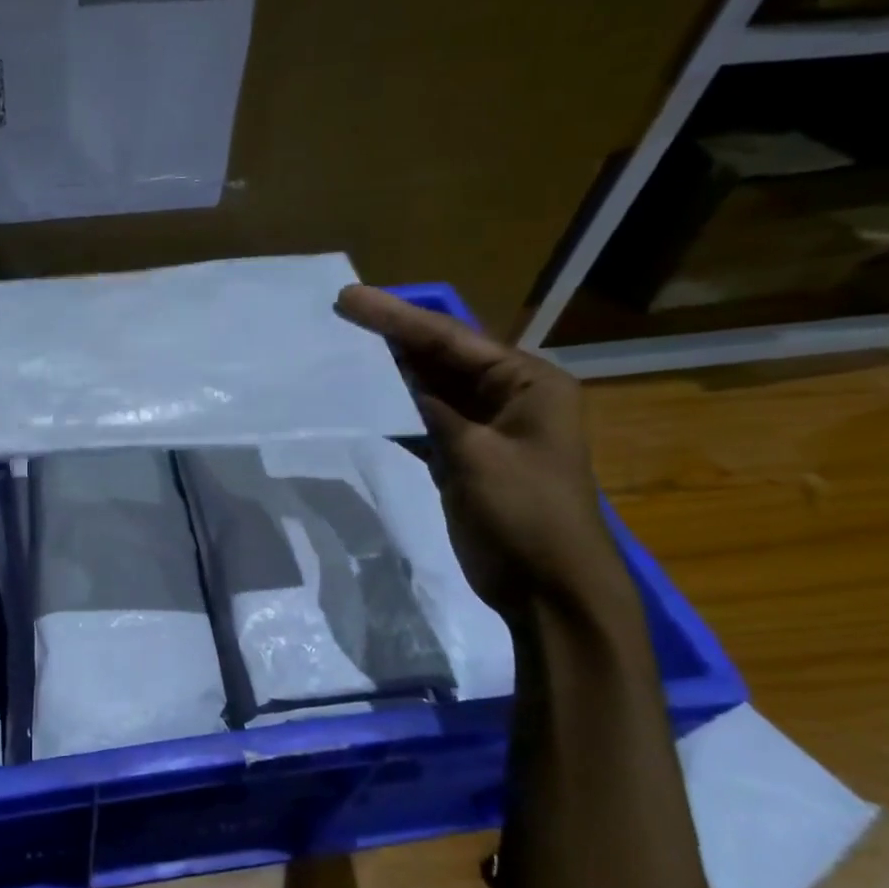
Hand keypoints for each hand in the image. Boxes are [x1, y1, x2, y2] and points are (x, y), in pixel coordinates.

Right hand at [336, 285, 620, 611]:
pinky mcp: (463, 457)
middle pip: (441, 357)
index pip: (452, 340)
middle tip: (341, 314)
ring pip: (429, 387)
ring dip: (389, 372)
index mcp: (528, 383)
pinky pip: (423, 421)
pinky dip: (394, 410)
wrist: (547, 587)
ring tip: (342, 348)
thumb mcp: (477, 455)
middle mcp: (508, 396)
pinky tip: (360, 399)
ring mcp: (484, 428)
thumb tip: (395, 381)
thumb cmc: (525, 513)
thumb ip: (434, 411)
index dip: (399, 317)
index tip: (350, 300)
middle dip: (393, 337)